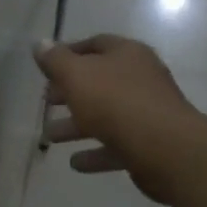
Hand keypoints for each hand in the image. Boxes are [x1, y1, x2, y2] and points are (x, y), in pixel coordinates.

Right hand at [34, 35, 203, 205]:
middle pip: (99, 81)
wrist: (167, 149)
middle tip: (46, 101)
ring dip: (76, 126)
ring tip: (50, 137)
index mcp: (127, 54)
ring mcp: (147, 113)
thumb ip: (55, 60)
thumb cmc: (117, 102)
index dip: (69, 52)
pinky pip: (116, 146)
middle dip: (70, 92)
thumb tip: (40, 44)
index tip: (46, 67)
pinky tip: (75, 163)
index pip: (95, 44)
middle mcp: (140, 79)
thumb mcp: (77, 75)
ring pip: (105, 116)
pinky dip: (95, 153)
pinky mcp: (149, 145)